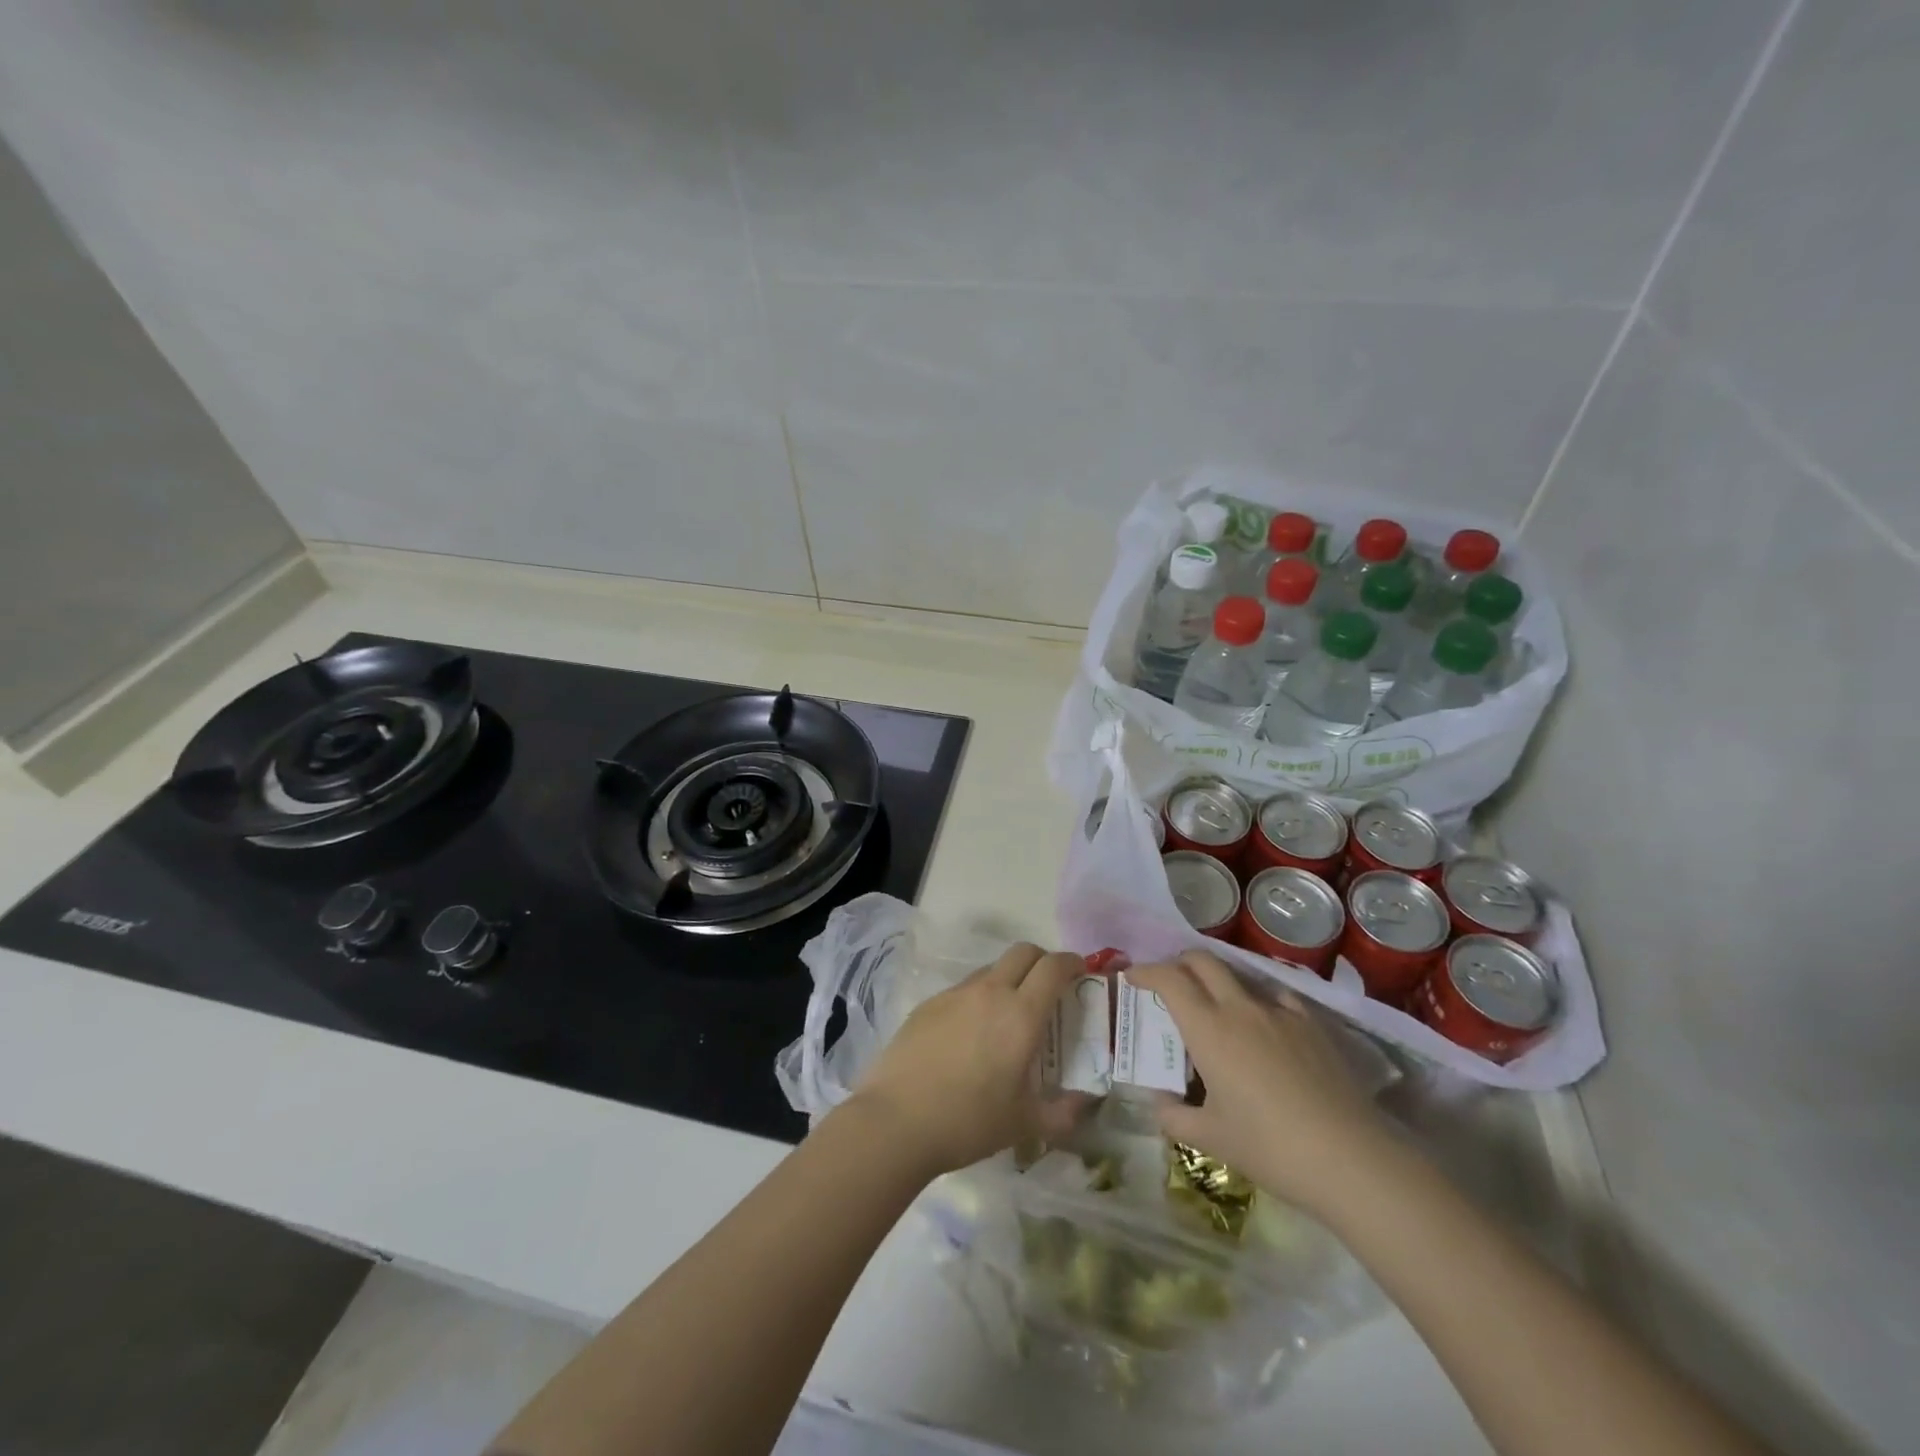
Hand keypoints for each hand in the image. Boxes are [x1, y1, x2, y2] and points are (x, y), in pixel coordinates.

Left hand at [848, 943, 1089, 1176]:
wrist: (896, 1121)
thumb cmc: (968, 1122)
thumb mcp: (1024, 1124)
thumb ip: (1062, 1113)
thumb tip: (1084, 1102)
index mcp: (1020, 1014)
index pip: (1053, 967)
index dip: (1071, 963)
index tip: (1080, 973)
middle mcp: (989, 992)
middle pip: (1023, 952)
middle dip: (1042, 960)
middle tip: (1049, 988)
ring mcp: (954, 994)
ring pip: (991, 969)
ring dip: (1008, 979)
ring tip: (1008, 1016)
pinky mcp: (927, 1004)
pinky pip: (963, 989)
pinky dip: (978, 998)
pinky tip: (970, 1034)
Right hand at [1128, 949, 1391, 1216]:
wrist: (1351, 1158)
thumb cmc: (1270, 1147)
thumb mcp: (1211, 1138)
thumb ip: (1174, 1116)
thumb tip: (1160, 1102)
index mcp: (1209, 1029)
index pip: (1169, 979)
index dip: (1146, 971)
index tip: (1132, 977)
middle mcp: (1240, 1008)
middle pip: (1203, 961)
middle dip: (1179, 962)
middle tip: (1168, 981)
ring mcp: (1280, 1012)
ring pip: (1240, 976)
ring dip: (1218, 980)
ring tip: (1215, 1006)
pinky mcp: (1312, 1025)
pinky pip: (1277, 997)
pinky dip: (1258, 1000)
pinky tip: (1264, 1025)